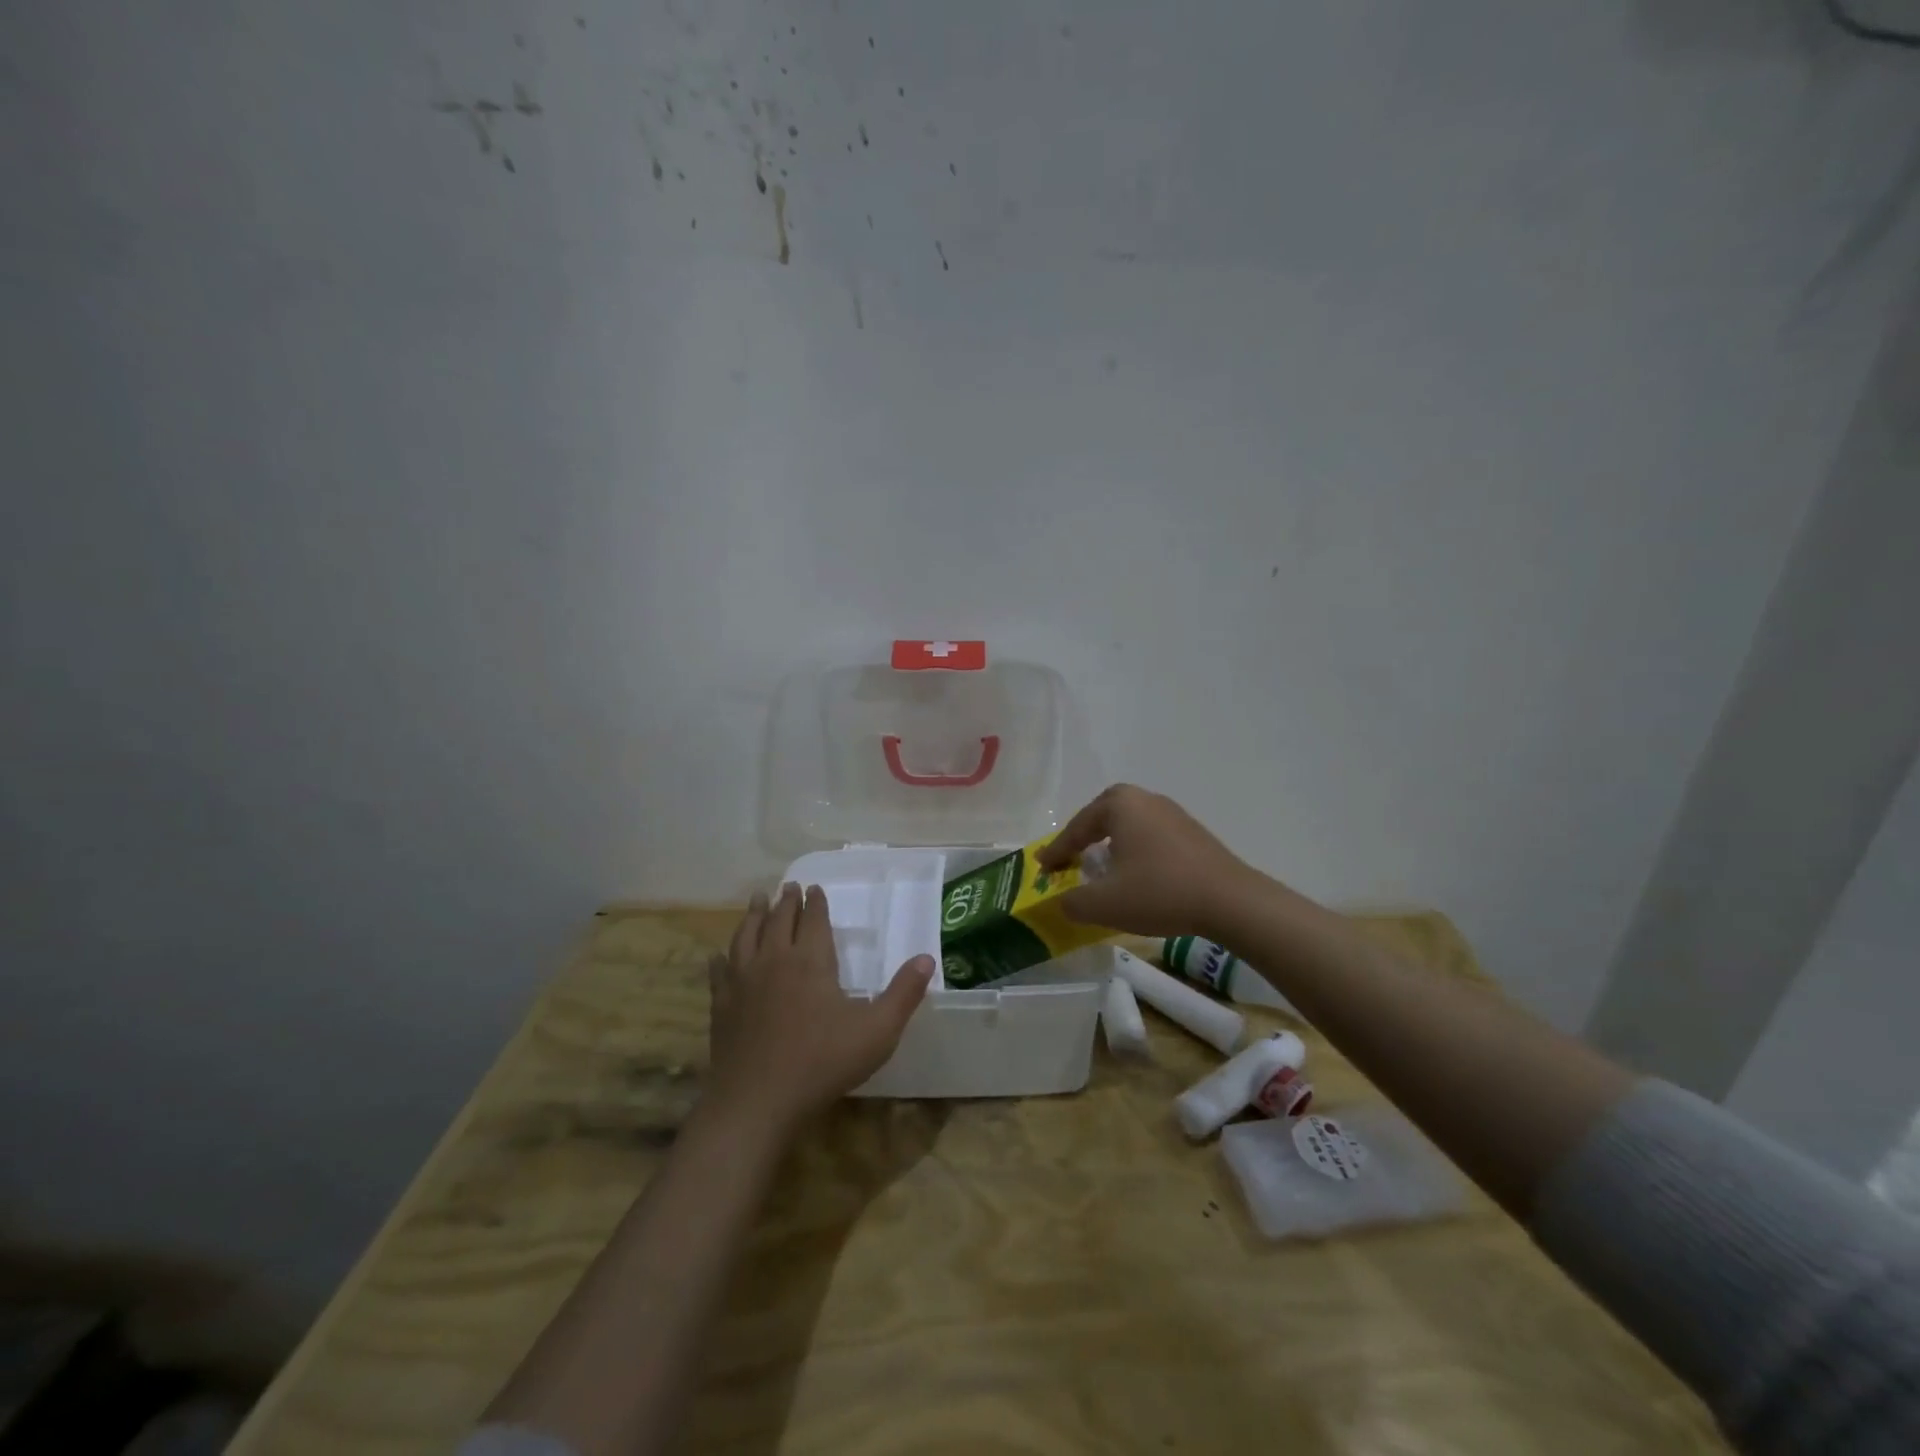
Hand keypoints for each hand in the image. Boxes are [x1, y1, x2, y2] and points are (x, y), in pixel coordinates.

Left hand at [705, 884, 933, 1135]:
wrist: (757, 1101)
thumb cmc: (823, 1063)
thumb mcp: (877, 1031)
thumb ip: (903, 993)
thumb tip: (927, 958)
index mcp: (811, 961)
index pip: (813, 920)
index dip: (816, 903)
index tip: (815, 888)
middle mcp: (774, 960)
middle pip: (779, 920)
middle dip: (786, 901)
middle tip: (788, 886)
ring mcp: (743, 982)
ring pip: (746, 936)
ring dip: (753, 915)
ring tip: (757, 900)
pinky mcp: (722, 1005)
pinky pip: (720, 971)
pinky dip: (722, 958)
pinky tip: (720, 955)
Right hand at [1036, 784, 1263, 938]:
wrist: (1230, 901)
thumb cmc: (1159, 892)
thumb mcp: (1104, 904)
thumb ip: (1072, 902)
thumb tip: (1063, 901)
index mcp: (1120, 804)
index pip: (1077, 827)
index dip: (1057, 851)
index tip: (1043, 868)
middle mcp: (1146, 799)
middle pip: (1103, 816)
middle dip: (1084, 837)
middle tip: (1071, 858)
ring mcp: (1173, 813)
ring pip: (1129, 826)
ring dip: (1112, 845)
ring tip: (1102, 868)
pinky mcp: (1193, 833)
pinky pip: (1151, 837)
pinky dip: (1136, 852)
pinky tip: (1138, 875)